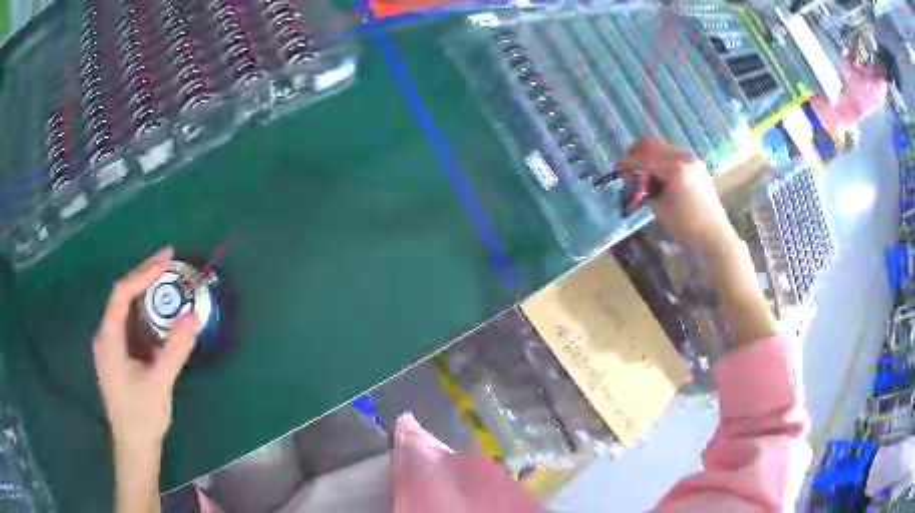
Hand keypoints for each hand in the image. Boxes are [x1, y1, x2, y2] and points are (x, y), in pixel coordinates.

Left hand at [93, 247, 199, 450]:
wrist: (134, 448)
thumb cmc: (142, 417)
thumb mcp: (159, 383)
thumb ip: (175, 350)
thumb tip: (194, 317)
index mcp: (109, 338)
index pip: (122, 293)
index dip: (143, 273)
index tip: (167, 261)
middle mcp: (105, 336)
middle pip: (122, 295)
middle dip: (144, 275)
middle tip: (169, 261)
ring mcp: (110, 346)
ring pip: (125, 308)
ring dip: (144, 291)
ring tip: (165, 278)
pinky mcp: (118, 356)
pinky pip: (129, 323)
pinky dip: (143, 310)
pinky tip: (157, 311)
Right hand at [617, 138, 735, 253]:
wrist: (714, 233)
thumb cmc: (686, 225)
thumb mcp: (659, 208)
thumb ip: (644, 190)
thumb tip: (632, 179)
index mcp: (675, 168)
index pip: (644, 158)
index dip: (628, 162)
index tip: (617, 169)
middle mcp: (684, 157)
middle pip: (652, 145)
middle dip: (636, 153)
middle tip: (627, 166)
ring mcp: (692, 159)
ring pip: (663, 147)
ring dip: (649, 156)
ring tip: (642, 171)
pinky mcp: (696, 165)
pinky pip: (673, 154)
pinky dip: (661, 160)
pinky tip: (658, 174)